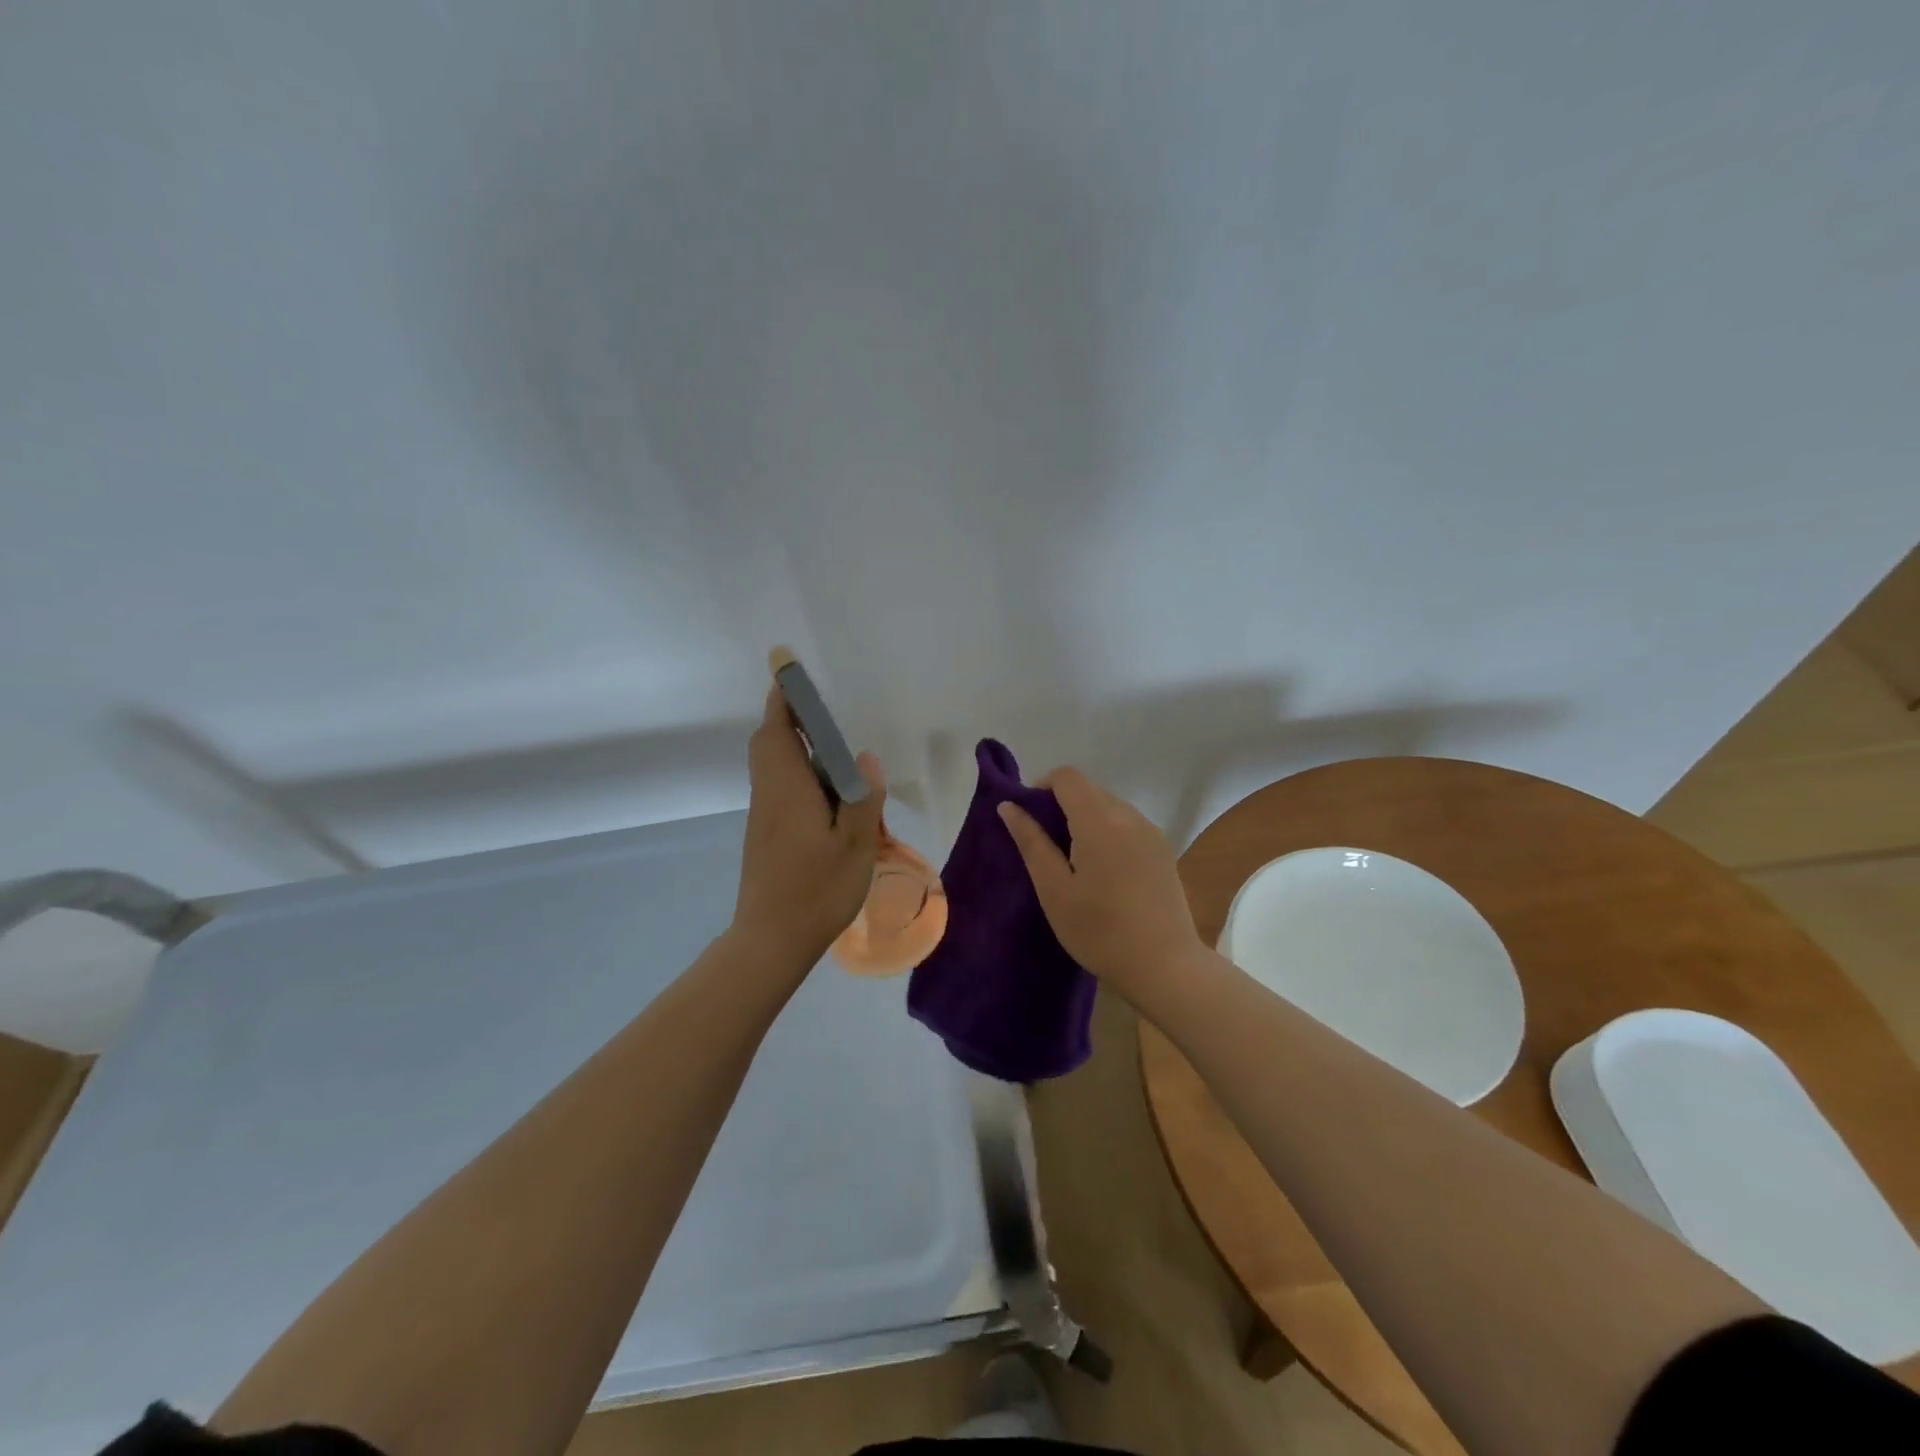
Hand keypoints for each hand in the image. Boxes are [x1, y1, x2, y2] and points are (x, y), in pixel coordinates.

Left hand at [731, 683, 886, 968]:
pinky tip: (828, 796)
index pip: (777, 730)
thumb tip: (864, 757)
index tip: (790, 674)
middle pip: (769, 744)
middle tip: (823, 714)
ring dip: (796, 749)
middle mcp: (769, 794)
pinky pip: (779, 788)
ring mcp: (764, 816)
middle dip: (789, 719)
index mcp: (787, 789)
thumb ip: (862, 797)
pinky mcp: (766, 834)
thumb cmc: (816, 890)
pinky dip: (798, 775)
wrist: (771, 940)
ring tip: (835, 754)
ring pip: (773, 767)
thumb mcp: (854, 845)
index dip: (783, 699)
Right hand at [997, 766, 1204, 1001]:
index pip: (1067, 777)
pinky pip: (1128, 825)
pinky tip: (1104, 873)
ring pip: (1110, 807)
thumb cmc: (1100, 931)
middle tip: (1046, 847)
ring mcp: (1151, 833)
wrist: (1165, 966)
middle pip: (1089, 790)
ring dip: (1086, 820)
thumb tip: (1009, 806)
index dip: (1042, 787)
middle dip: (1062, 805)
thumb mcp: (1054, 890)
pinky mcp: (1163, 851)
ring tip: (1074, 863)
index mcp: (1099, 821)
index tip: (1029, 818)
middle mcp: (1129, 816)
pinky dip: (1108, 833)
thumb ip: (1031, 842)